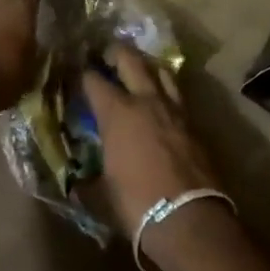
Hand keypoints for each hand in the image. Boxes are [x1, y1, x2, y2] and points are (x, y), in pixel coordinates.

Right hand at [82, 44, 225, 263]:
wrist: (189, 218)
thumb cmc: (136, 205)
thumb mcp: (101, 195)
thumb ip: (87, 182)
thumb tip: (78, 183)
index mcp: (117, 113)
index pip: (94, 80)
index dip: (82, 74)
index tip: (75, 72)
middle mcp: (145, 101)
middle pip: (131, 59)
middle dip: (116, 52)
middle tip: (106, 54)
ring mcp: (174, 109)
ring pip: (161, 71)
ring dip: (147, 66)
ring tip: (138, 70)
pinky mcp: (194, 124)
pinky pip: (177, 95)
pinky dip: (166, 91)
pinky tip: (161, 102)